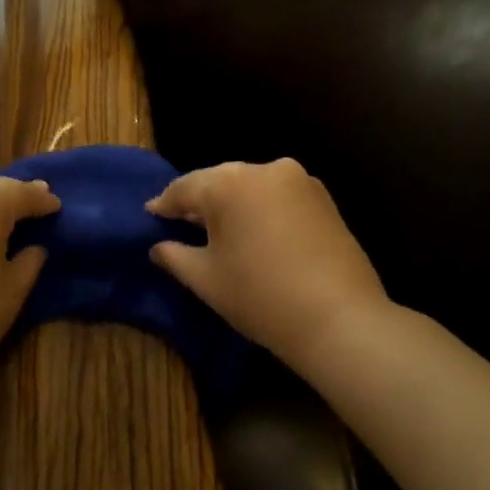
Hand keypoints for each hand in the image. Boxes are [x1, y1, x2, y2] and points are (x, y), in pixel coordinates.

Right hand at [147, 159, 389, 376]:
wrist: (339, 318)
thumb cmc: (260, 297)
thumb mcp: (205, 279)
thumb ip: (174, 256)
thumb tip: (158, 247)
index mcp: (229, 184)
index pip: (185, 188)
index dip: (165, 203)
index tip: (151, 214)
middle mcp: (264, 170)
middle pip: (219, 180)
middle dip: (199, 200)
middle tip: (180, 220)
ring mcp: (299, 181)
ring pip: (251, 185)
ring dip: (232, 202)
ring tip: (217, 227)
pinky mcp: (323, 198)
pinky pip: (277, 195)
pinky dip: (260, 208)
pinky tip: (254, 230)